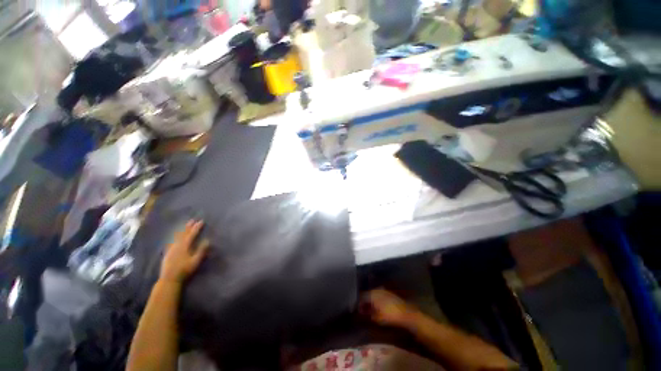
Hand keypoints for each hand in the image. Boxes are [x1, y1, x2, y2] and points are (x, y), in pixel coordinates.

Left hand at [160, 220, 209, 282]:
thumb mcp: (196, 261)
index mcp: (185, 246)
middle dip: (188, 227)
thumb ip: (201, 250)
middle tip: (192, 220)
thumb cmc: (185, 270)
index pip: (192, 234)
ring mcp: (171, 249)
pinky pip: (171, 242)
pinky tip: (174, 238)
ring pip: (176, 237)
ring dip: (181, 231)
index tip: (201, 221)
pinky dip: (174, 238)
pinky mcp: (167, 253)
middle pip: (183, 234)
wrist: (169, 279)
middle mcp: (177, 245)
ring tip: (184, 226)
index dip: (197, 227)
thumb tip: (207, 240)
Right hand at [360, 289, 418, 327]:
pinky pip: (379, 294)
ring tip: (369, 308)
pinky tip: (377, 305)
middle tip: (362, 309)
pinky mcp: (389, 293)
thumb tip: (362, 311)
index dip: (358, 303)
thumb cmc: (390, 316)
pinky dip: (376, 299)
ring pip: (373, 293)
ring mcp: (383, 290)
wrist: (406, 313)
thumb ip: (368, 313)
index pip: (361, 296)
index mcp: (372, 294)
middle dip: (364, 301)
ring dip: (370, 300)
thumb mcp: (377, 317)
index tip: (357, 309)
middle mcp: (376, 289)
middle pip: (367, 294)